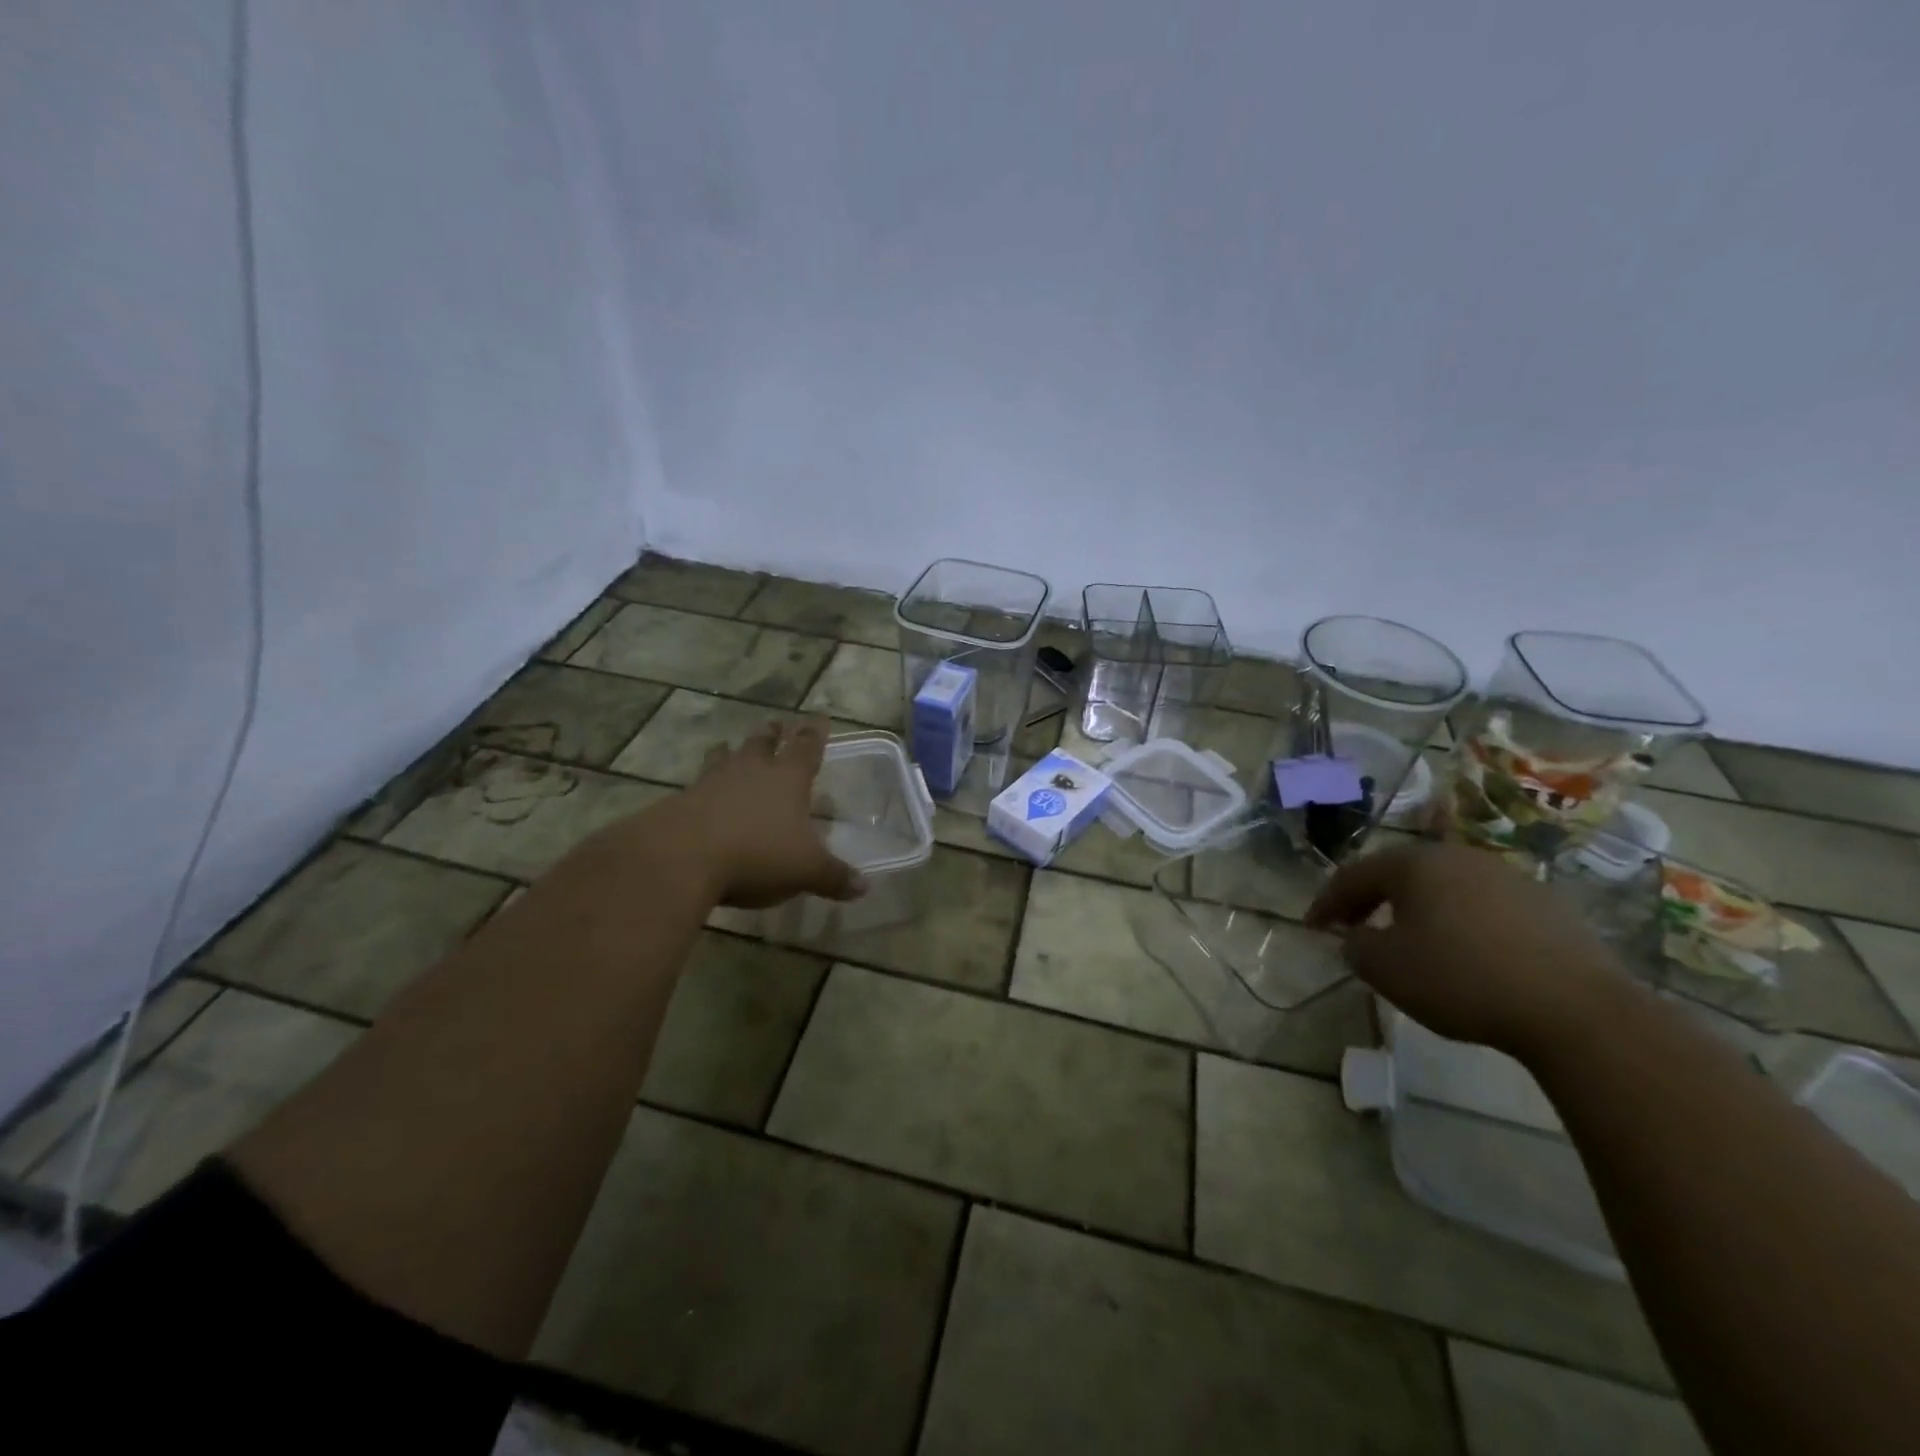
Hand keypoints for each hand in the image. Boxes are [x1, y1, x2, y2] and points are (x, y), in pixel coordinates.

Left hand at [676, 719, 866, 909]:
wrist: (682, 857)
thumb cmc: (757, 855)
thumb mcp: (804, 871)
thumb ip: (833, 876)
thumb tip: (864, 887)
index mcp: (787, 780)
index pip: (806, 749)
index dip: (814, 734)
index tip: (819, 719)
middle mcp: (751, 772)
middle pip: (762, 744)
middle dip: (771, 734)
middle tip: (775, 725)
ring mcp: (712, 783)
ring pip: (724, 758)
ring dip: (730, 751)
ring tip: (728, 745)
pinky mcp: (681, 802)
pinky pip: (696, 785)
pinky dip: (702, 784)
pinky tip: (698, 791)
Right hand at [1305, 840, 1625, 1057]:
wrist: (1577, 1011)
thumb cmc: (1462, 979)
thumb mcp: (1386, 968)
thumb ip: (1355, 946)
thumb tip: (1356, 936)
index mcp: (1413, 863)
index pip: (1353, 875)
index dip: (1326, 902)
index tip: (1311, 928)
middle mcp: (1457, 856)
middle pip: (1399, 872)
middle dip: (1370, 899)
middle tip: (1353, 927)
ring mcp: (1506, 876)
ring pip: (1443, 885)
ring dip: (1416, 908)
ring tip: (1408, 939)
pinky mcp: (1546, 904)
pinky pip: (1482, 904)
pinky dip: (1459, 921)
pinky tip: (1464, 952)